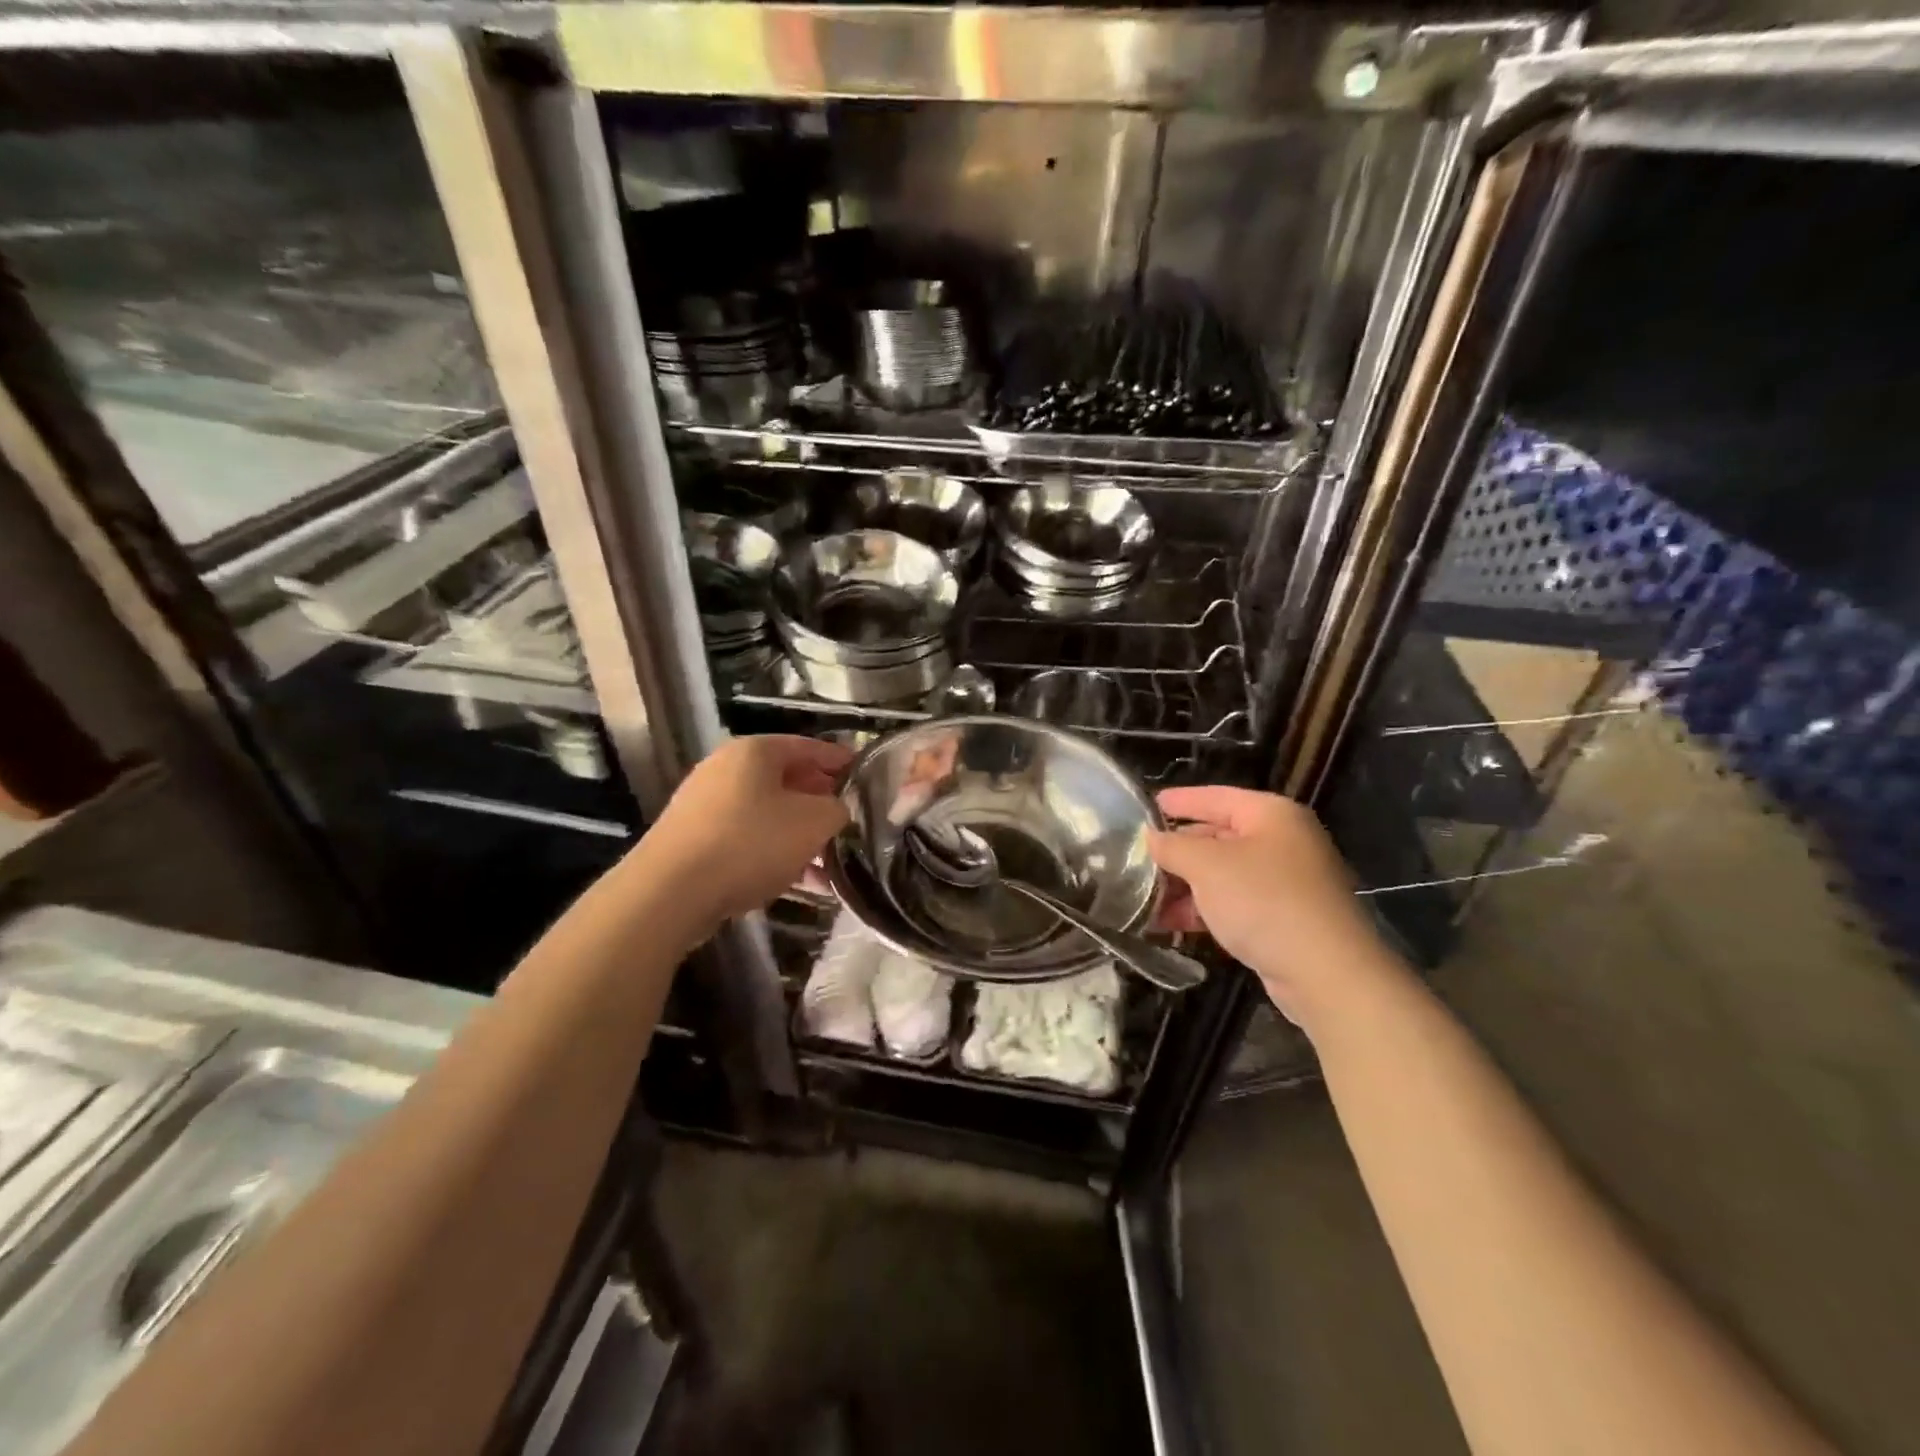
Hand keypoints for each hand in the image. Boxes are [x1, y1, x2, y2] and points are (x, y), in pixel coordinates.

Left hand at [646, 735, 852, 923]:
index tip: (863, 775)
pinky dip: (773, 852)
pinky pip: (746, 838)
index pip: (808, 746)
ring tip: (828, 862)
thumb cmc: (751, 842)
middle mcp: (726, 768)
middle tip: (847, 820)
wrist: (670, 892)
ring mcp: (705, 804)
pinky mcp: (693, 839)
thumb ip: (837, 809)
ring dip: (799, 834)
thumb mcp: (814, 822)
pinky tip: (796, 881)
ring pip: (767, 813)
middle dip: (819, 801)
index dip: (839, 760)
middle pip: (786, 779)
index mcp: (755, 751)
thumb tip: (837, 810)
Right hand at [1149, 786, 1400, 1029]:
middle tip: (1138, 859)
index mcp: (1271, 814)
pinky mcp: (1285, 918)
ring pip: (1223, 874)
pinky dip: (1204, 909)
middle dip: (1177, 852)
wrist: (1326, 972)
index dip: (1179, 801)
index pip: (1215, 797)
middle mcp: (1283, 841)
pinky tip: (1171, 924)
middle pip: (1218, 836)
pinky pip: (1235, 903)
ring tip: (1145, 899)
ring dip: (1185, 886)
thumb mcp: (1207, 866)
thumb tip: (1151, 838)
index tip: (1146, 806)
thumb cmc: (1264, 901)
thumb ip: (1173, 847)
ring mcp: (1287, 881)